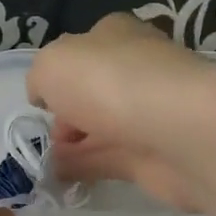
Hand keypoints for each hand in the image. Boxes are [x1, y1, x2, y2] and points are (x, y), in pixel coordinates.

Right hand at [27, 14, 212, 211]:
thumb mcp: (50, 64)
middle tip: (46, 137)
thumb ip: (39, 79)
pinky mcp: (154, 155)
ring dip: (73, 146)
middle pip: (91, 93)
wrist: (176, 129)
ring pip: (99, 129)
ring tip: (44, 164)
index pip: (83, 51)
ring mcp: (147, 115)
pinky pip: (109, 161)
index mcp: (114, 37)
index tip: (42, 102)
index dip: (58, 76)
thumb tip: (45, 97)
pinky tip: (62, 179)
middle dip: (65, 116)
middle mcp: (134, 70)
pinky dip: (85, 169)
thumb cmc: (107, 82)